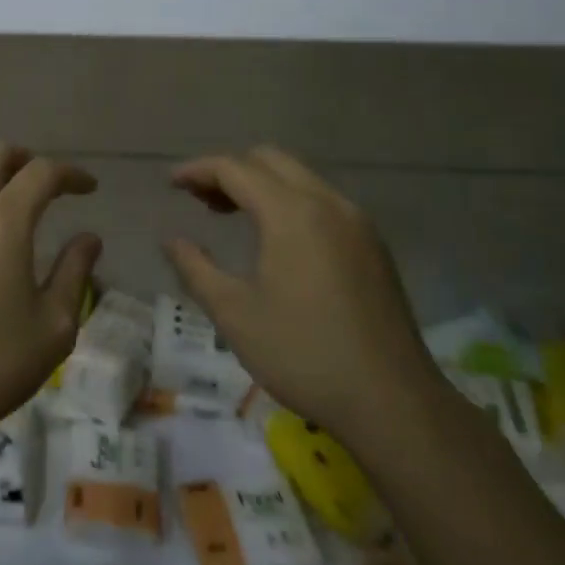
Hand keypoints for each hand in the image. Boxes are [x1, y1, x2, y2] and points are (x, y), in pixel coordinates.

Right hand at [163, 147, 440, 457]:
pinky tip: (277, 240)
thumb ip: (195, 268)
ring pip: (299, 178)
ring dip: (261, 185)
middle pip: (270, 160)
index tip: (170, 184)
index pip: (235, 168)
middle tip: (200, 201)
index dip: (197, 170)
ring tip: (231, 216)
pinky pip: (322, 201)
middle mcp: (328, 203)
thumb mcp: (234, 314)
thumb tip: (171, 240)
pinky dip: (289, 202)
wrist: (393, 403)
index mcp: (292, 213)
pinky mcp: (373, 246)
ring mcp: (357, 222)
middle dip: (230, 171)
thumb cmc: (303, 354)